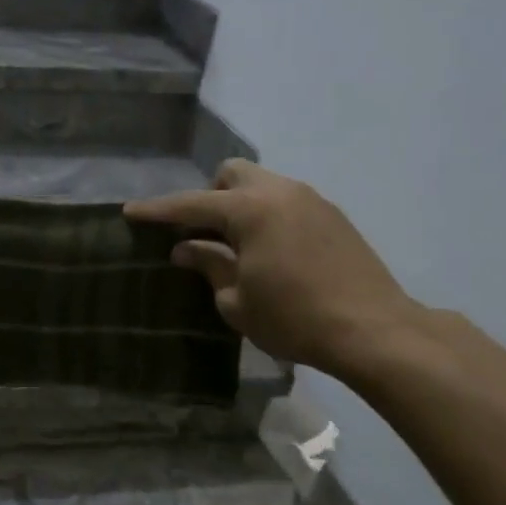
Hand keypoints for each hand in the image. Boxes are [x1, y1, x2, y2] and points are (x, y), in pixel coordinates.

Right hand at [125, 160, 422, 377]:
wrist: (374, 331)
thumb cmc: (294, 318)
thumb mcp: (237, 300)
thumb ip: (209, 265)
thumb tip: (186, 250)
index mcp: (251, 209)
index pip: (191, 204)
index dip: (157, 210)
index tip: (130, 211)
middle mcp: (281, 192)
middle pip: (232, 173)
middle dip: (208, 196)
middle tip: (199, 233)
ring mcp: (312, 201)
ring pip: (262, 185)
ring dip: (239, 206)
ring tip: (234, 246)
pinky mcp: (333, 217)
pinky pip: (286, 202)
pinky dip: (266, 217)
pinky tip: (269, 252)